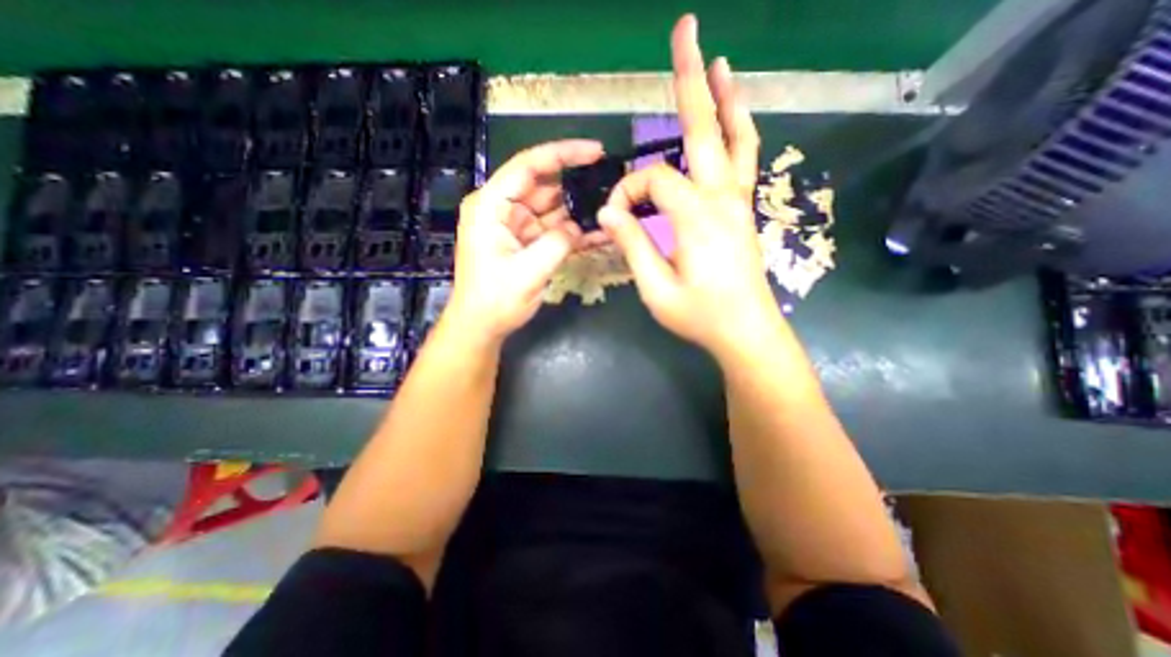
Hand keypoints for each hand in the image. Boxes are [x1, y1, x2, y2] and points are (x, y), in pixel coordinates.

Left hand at [440, 140, 601, 344]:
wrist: (482, 326)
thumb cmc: (495, 300)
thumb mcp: (528, 272)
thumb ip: (557, 244)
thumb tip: (579, 227)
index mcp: (491, 206)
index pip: (528, 166)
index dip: (563, 154)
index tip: (595, 152)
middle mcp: (502, 209)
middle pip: (544, 187)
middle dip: (575, 187)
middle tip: (609, 189)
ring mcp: (515, 225)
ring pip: (552, 209)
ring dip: (577, 213)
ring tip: (608, 214)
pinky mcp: (525, 242)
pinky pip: (552, 230)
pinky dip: (572, 233)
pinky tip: (597, 235)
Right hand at [598, 13, 780, 359]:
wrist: (745, 331)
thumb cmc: (700, 316)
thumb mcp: (656, 288)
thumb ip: (633, 245)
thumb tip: (609, 212)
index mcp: (695, 217)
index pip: (652, 181)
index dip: (627, 194)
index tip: (614, 219)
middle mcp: (721, 199)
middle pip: (704, 130)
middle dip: (690, 80)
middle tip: (687, 29)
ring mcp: (738, 203)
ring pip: (735, 139)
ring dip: (725, 98)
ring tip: (719, 62)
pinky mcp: (743, 212)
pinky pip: (745, 162)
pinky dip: (740, 132)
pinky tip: (735, 119)